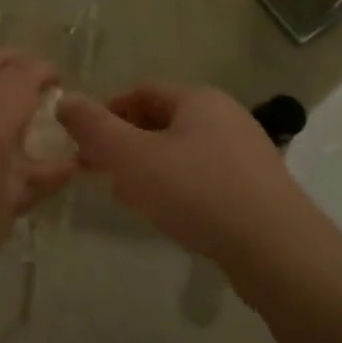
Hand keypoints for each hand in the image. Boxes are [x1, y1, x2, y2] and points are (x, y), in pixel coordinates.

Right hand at [57, 84, 328, 266]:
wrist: (277, 250)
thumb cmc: (197, 193)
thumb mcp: (131, 157)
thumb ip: (93, 128)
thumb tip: (64, 100)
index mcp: (198, 99)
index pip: (140, 92)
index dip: (107, 113)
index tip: (85, 145)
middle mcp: (226, 116)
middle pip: (161, 121)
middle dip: (126, 144)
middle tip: (103, 174)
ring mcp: (246, 153)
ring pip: (182, 151)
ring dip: (150, 168)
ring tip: (131, 199)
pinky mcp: (257, 188)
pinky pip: (205, 177)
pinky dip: (179, 188)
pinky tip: (170, 216)